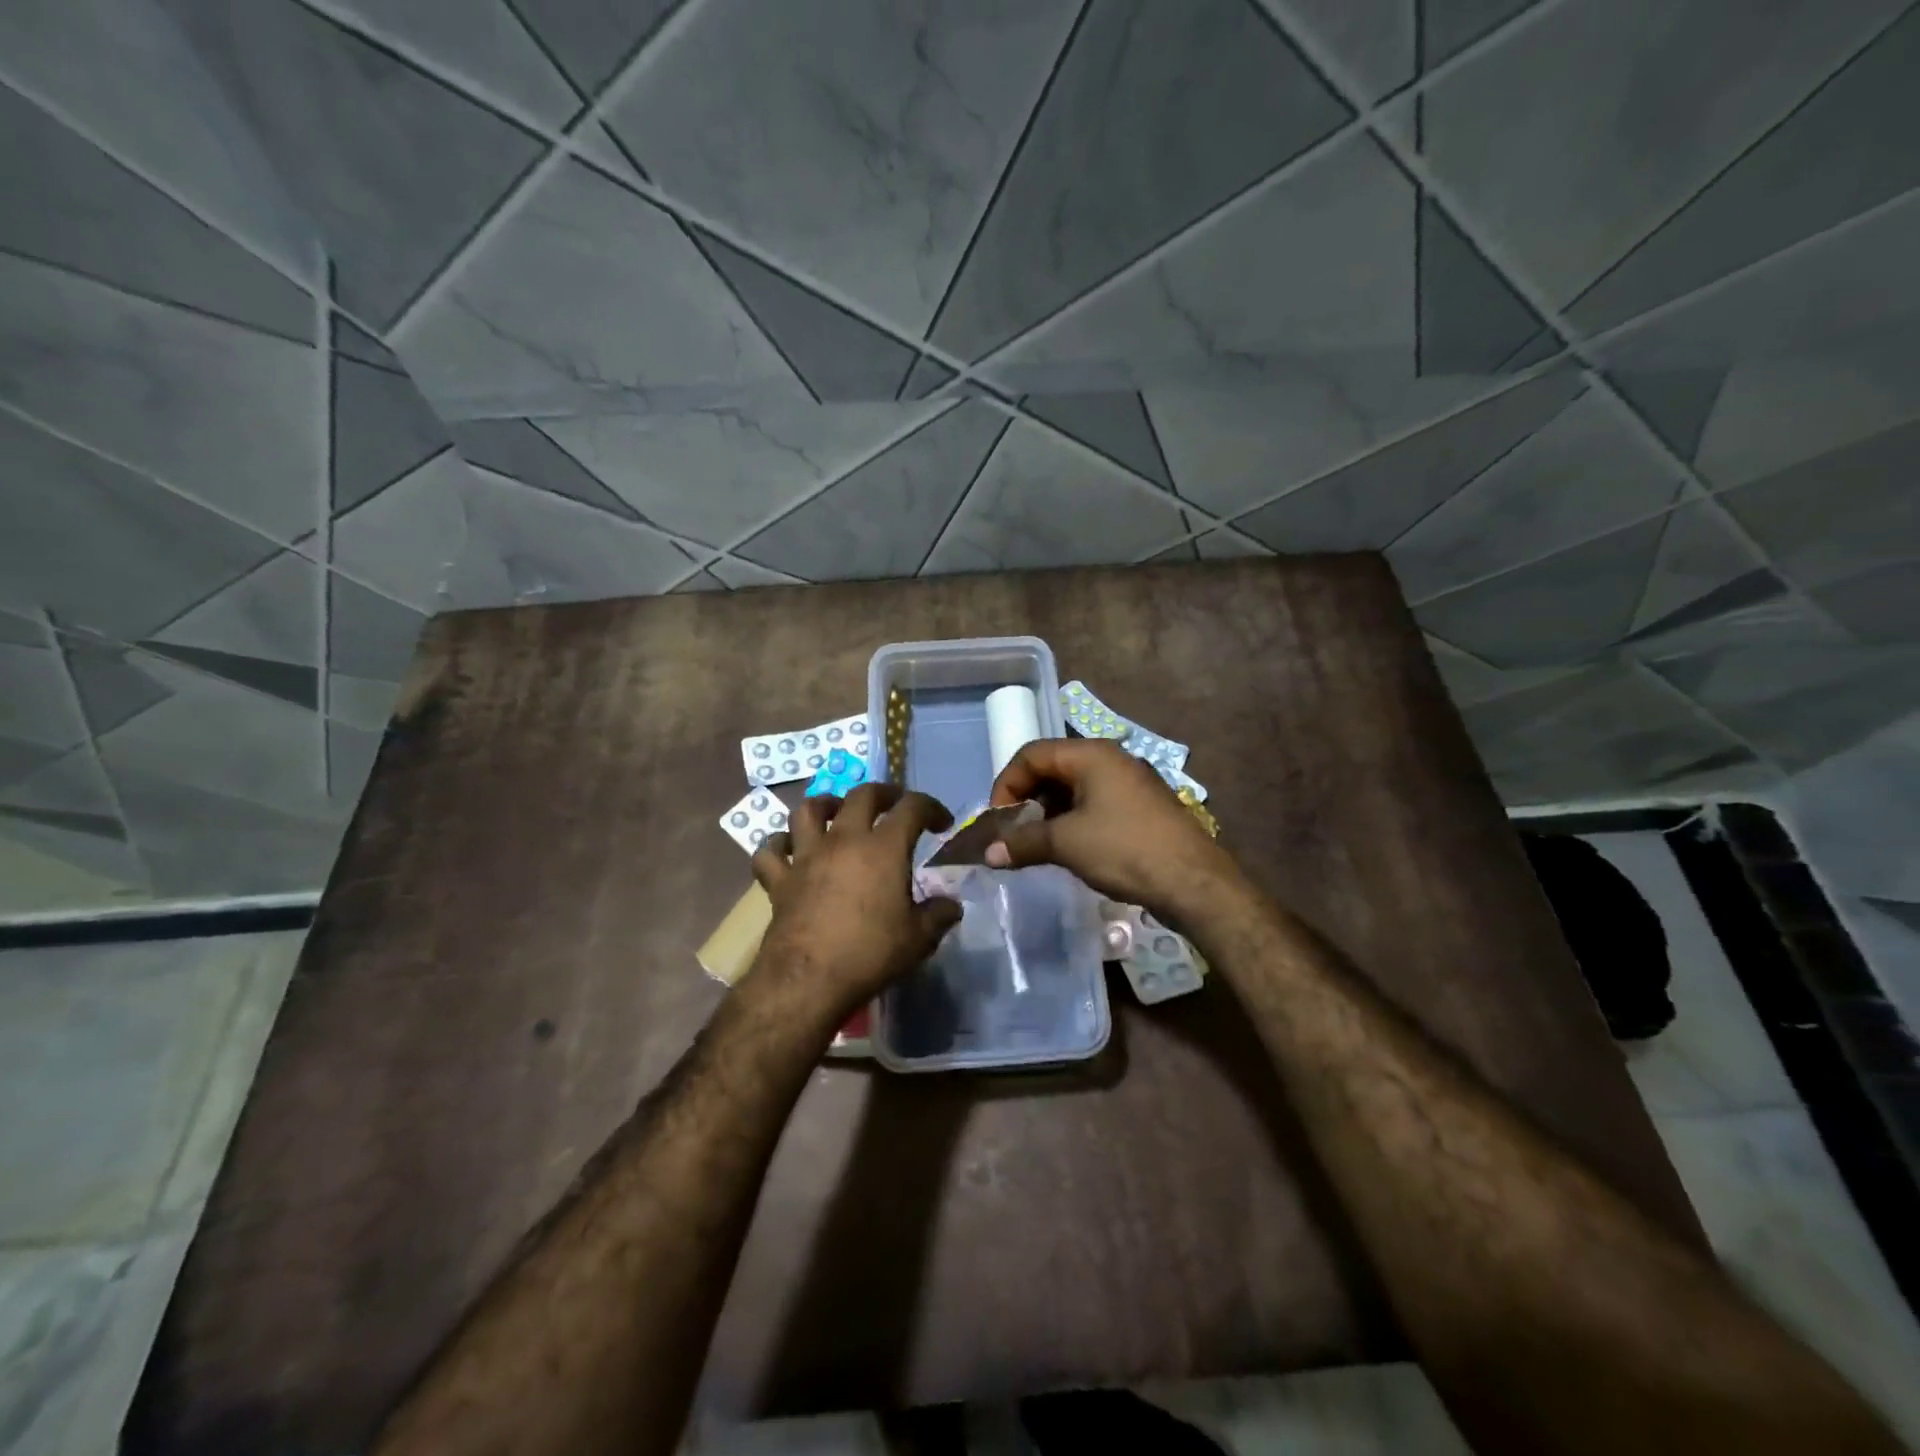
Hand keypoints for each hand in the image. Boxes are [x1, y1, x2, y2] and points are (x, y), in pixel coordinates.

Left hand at [747, 783, 961, 1018]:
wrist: (808, 980)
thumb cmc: (870, 953)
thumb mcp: (919, 939)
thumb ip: (939, 915)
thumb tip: (952, 905)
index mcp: (884, 848)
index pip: (912, 808)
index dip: (931, 808)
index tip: (941, 823)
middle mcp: (844, 840)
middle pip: (861, 795)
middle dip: (883, 794)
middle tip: (893, 805)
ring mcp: (806, 856)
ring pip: (808, 810)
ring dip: (825, 805)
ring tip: (836, 812)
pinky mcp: (779, 880)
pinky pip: (770, 851)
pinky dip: (777, 845)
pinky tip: (787, 850)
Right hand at [985, 739, 1241, 921]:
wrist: (1193, 882)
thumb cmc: (1124, 849)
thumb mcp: (1065, 844)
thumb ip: (1023, 842)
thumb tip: (988, 854)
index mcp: (1091, 754)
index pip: (1032, 754)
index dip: (1007, 784)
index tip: (999, 820)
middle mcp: (1111, 758)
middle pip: (1053, 767)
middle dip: (1027, 798)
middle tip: (1015, 832)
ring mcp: (1130, 782)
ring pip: (1075, 787)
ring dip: (1049, 812)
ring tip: (1038, 844)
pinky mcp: (1141, 806)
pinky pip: (1095, 803)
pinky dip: (1073, 820)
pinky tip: (1068, 848)